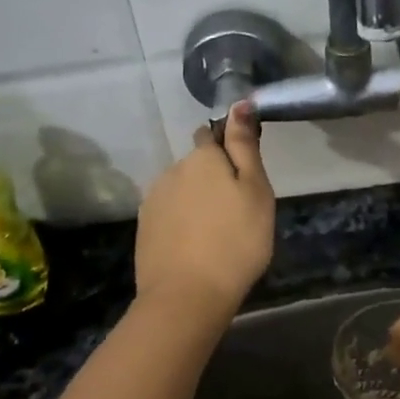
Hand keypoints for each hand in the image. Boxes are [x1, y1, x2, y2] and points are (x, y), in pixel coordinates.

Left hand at [134, 102, 274, 323]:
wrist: (187, 296)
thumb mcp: (255, 190)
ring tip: (216, 233)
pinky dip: (182, 223)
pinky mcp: (144, 229)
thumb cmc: (235, 241)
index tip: (244, 176)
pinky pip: (169, 215)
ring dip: (196, 202)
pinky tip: (195, 246)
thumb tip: (239, 103)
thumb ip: (244, 146)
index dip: (228, 149)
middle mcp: (172, 170)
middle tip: (237, 211)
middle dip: (212, 179)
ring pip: (181, 190)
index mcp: (202, 158)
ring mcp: (153, 200)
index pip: (212, 136)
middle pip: (196, 165)